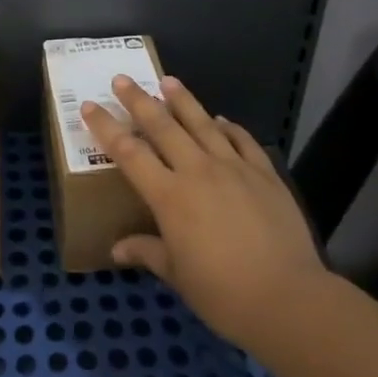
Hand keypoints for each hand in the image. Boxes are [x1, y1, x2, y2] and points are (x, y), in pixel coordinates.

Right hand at [80, 76, 327, 350]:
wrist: (287, 297)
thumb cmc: (223, 293)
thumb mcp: (177, 276)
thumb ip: (147, 252)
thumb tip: (117, 249)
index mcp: (170, 197)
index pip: (129, 153)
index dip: (107, 127)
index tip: (90, 105)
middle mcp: (198, 171)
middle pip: (162, 126)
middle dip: (139, 100)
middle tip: (123, 79)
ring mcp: (234, 167)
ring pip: (202, 123)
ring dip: (183, 100)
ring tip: (168, 80)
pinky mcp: (264, 173)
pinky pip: (242, 140)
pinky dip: (229, 127)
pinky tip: (222, 120)